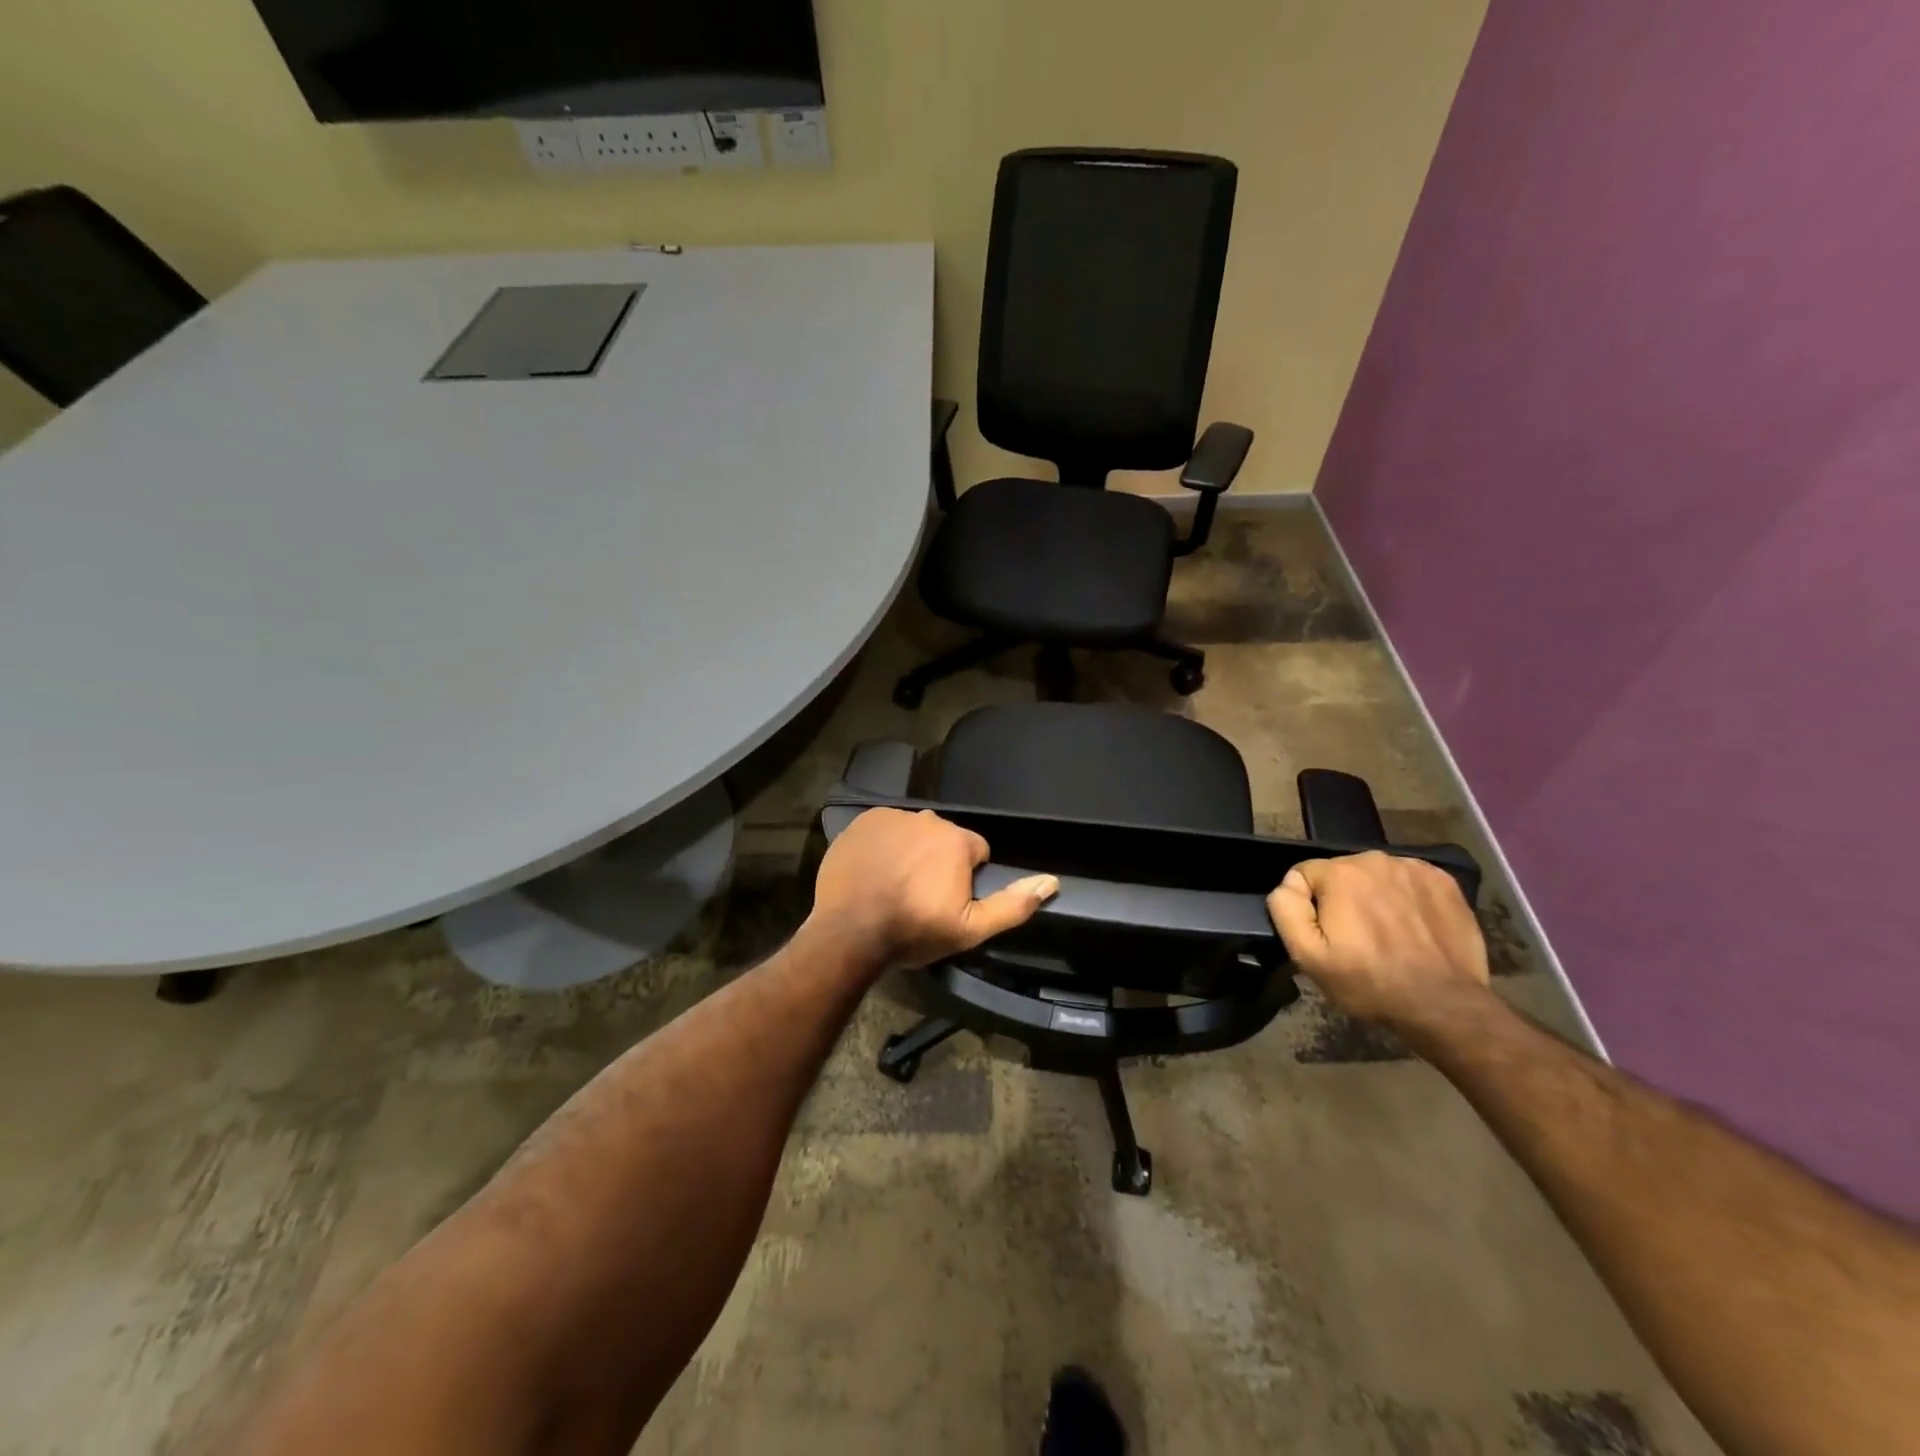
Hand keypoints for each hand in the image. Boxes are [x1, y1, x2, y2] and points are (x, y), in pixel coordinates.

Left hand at [809, 808, 1057, 972]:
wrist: (850, 931)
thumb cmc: (913, 931)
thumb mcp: (970, 929)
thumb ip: (1012, 904)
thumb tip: (1051, 881)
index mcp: (957, 840)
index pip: (976, 851)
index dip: (965, 878)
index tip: (946, 901)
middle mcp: (927, 819)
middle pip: (943, 839)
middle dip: (938, 862)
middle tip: (919, 896)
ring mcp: (892, 818)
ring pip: (913, 833)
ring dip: (910, 852)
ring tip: (893, 885)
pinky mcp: (862, 822)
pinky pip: (884, 829)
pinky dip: (883, 846)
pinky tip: (873, 872)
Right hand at [1266, 851, 1488, 1026]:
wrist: (1444, 1006)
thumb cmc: (1369, 982)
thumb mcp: (1307, 956)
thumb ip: (1285, 909)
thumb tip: (1289, 885)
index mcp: (1340, 873)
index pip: (1304, 875)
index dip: (1309, 907)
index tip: (1327, 936)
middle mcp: (1376, 860)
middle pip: (1341, 873)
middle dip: (1342, 899)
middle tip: (1356, 939)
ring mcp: (1415, 868)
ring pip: (1375, 876)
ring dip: (1374, 897)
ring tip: (1387, 935)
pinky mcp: (1445, 882)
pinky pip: (1408, 881)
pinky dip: (1405, 898)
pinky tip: (1413, 926)